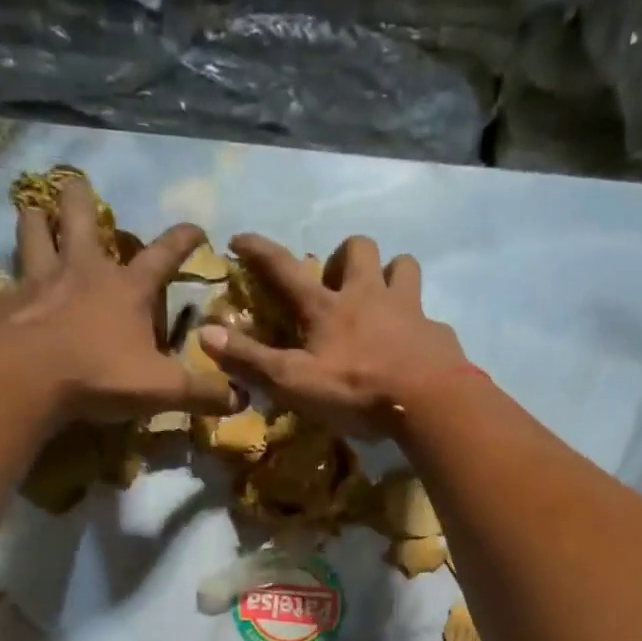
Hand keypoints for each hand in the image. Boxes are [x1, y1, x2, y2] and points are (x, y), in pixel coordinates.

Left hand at [0, 179, 238, 422]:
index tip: (196, 227)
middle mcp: (84, 272)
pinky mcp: (8, 302)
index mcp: (128, 289)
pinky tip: (12, 284)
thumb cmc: (100, 375)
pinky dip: (13, 276)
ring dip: (36, 219)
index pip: (163, 255)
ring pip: (34, 233)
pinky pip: (11, 278)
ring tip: (33, 210)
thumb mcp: (163, 390)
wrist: (26, 378)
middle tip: (76, 184)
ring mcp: (40, 281)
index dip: (183, 240)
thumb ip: (202, 393)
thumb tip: (240, 398)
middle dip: (81, 199)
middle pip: (81, 219)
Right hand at [198, 233, 469, 438]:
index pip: (285, 269)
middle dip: (344, 254)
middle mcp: (369, 295)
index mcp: (328, 307)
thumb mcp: (294, 382)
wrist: (430, 402)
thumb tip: (204, 333)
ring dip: (390, 274)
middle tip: (338, 280)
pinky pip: (428, 317)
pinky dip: (418, 325)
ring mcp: (408, 310)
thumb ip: (251, 360)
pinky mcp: (436, 332)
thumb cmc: (356, 391)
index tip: (240, 238)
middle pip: (359, 247)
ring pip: (403, 266)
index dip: (259, 251)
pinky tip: (413, 345)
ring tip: (381, 298)